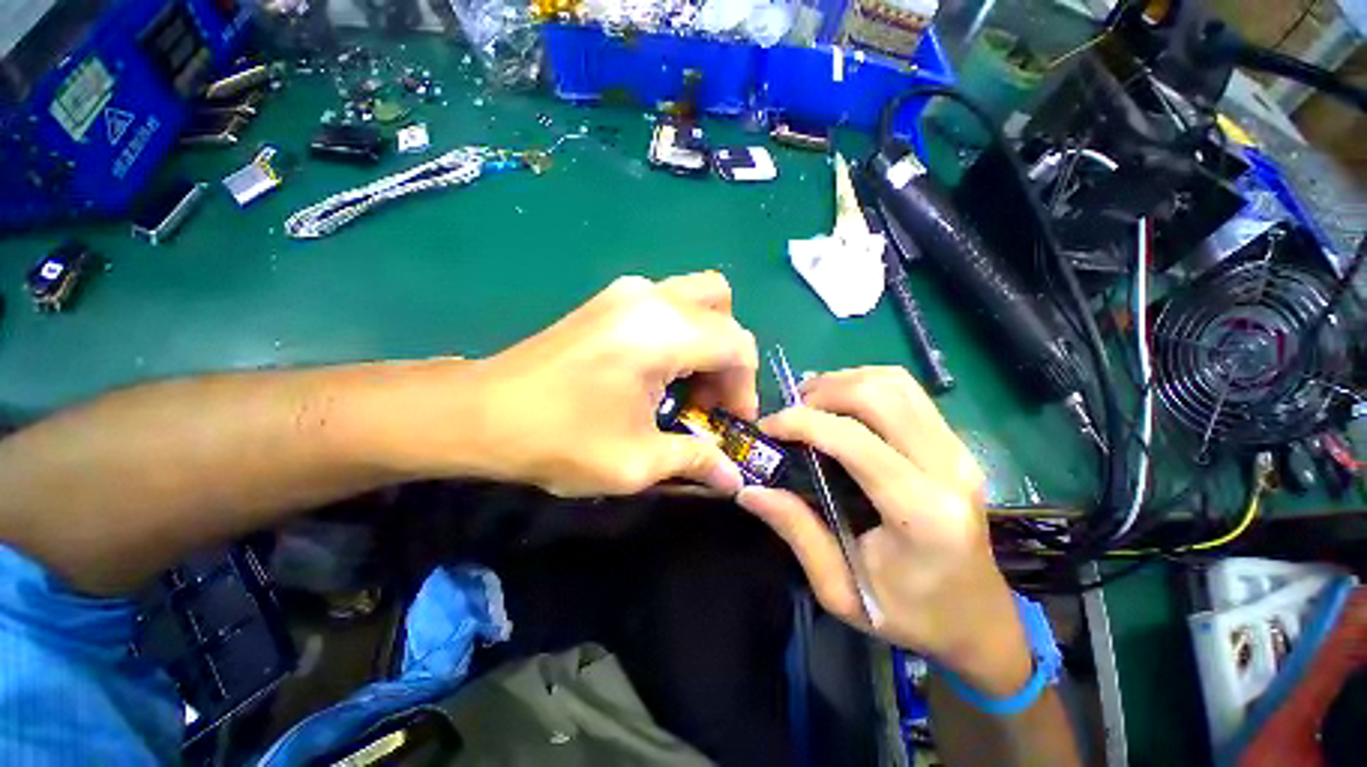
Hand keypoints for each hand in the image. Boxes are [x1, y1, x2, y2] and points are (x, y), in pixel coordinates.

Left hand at [458, 272, 757, 495]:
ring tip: (687, 387)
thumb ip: (695, 461)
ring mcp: (627, 291)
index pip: (737, 345)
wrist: (481, 413)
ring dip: (707, 341)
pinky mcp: (609, 300)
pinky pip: (669, 304)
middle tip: (711, 398)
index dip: (746, 387)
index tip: (731, 423)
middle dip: (729, 357)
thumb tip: (731, 475)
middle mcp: (650, 298)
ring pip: (697, 300)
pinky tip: (660, 372)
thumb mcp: (635, 462)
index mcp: (662, 333)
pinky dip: (682, 333)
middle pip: (723, 309)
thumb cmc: (558, 439)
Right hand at [738, 368, 1031, 694]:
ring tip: (811, 403)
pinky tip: (843, 404)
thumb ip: (797, 532)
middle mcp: (947, 468)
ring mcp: (959, 450)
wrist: (980, 620)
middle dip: (823, 392)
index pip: (854, 440)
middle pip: (879, 396)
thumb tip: (750, 490)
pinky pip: (908, 392)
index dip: (802, 423)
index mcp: (921, 513)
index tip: (768, 427)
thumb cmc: (910, 615)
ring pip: (896, 383)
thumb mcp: (841, 590)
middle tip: (790, 412)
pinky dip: (866, 384)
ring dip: (845, 382)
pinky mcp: (956, 443)